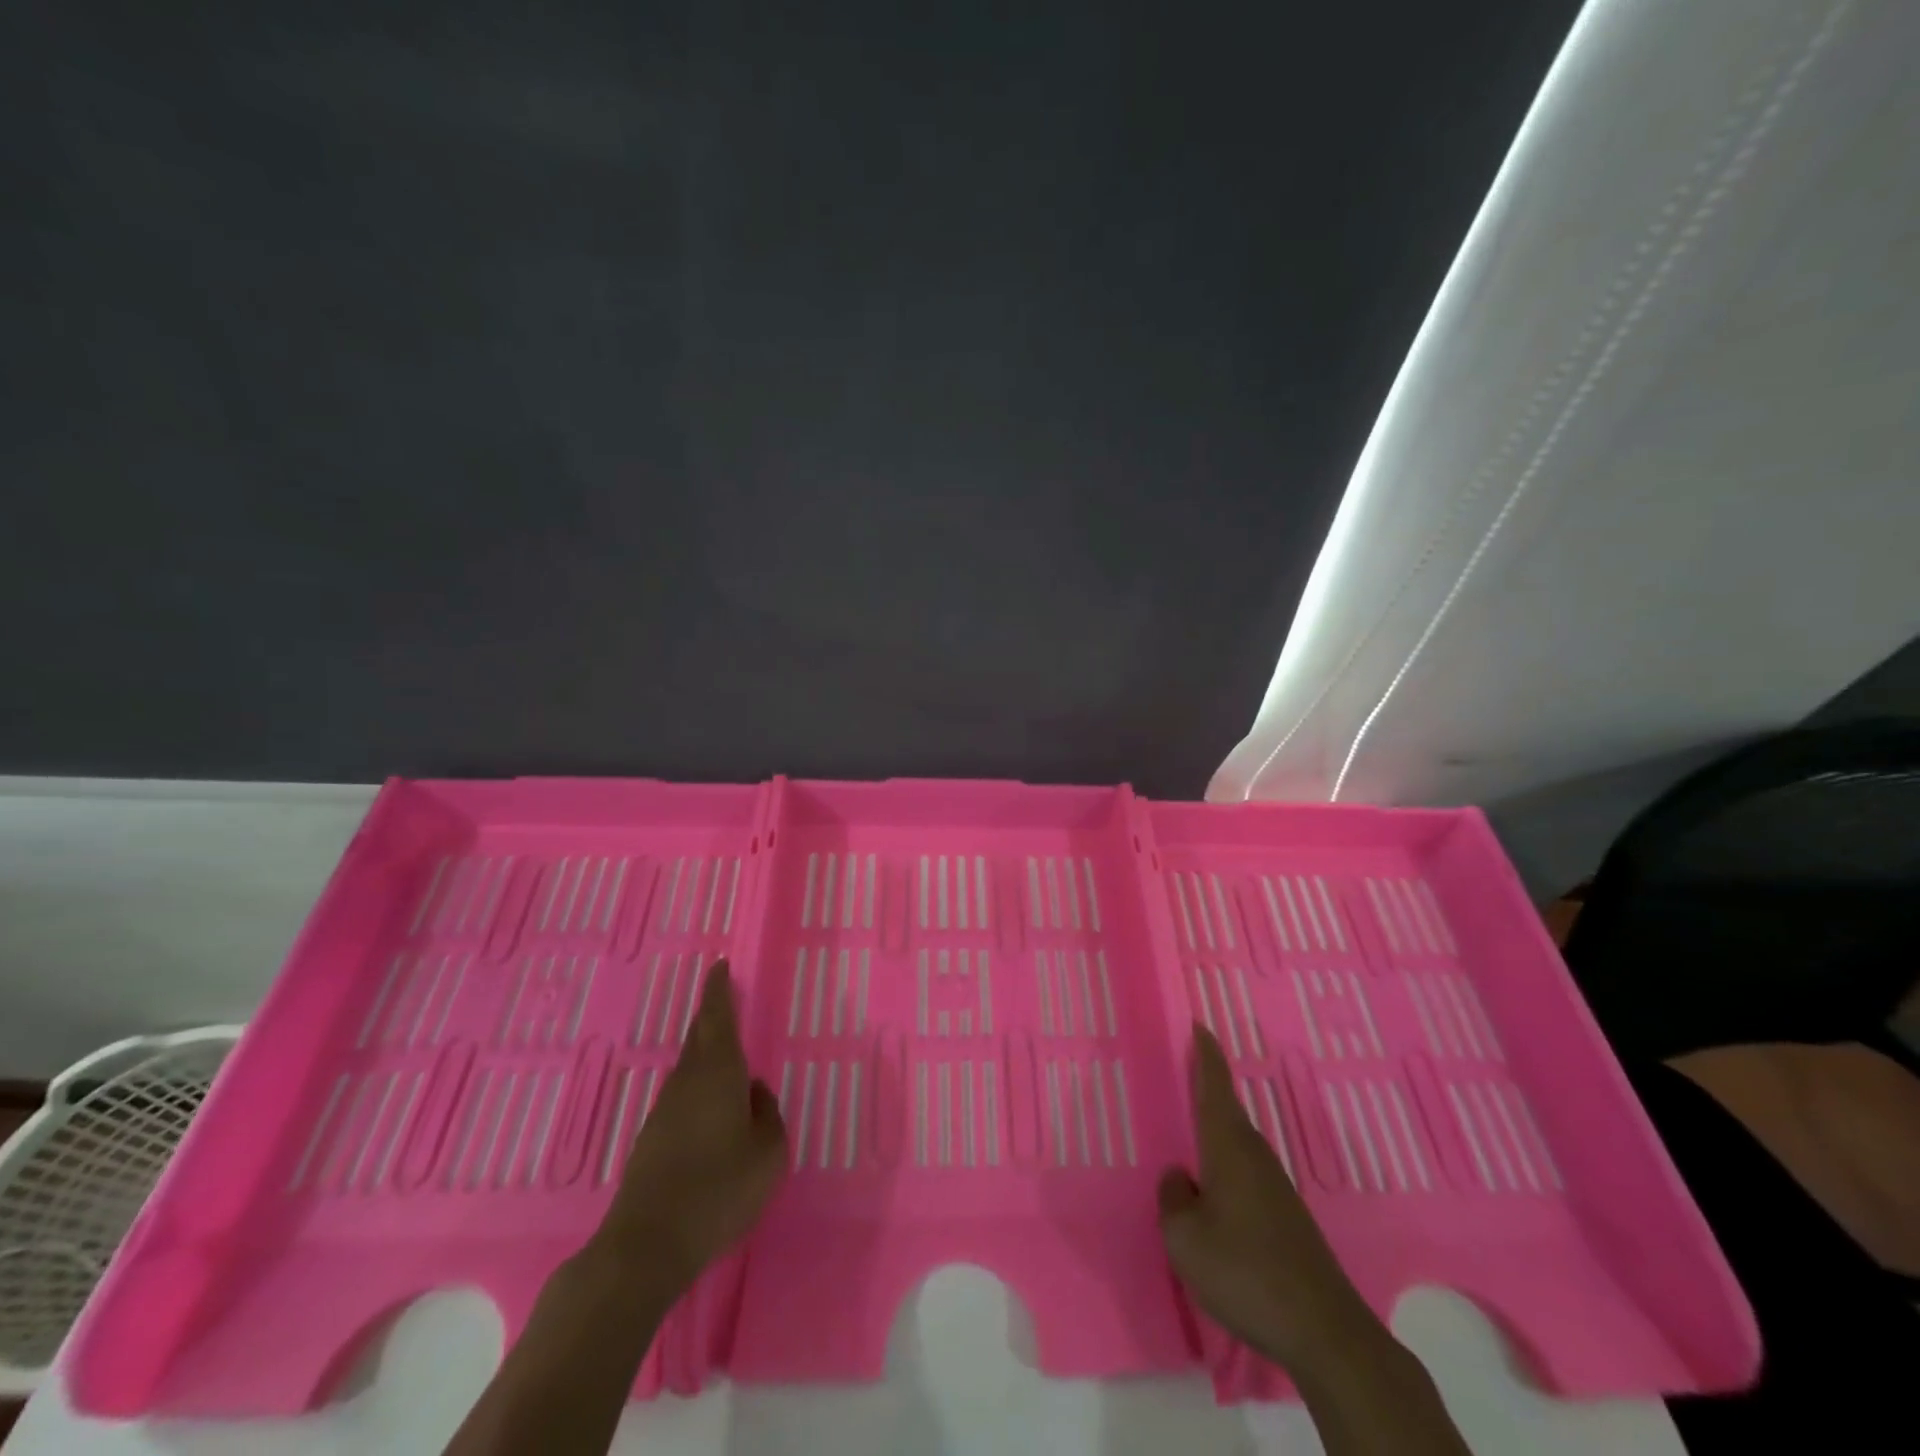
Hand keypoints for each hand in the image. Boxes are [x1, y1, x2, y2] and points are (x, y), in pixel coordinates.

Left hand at [593, 961, 787, 1303]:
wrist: (647, 1245)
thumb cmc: (719, 1189)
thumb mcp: (768, 1152)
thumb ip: (767, 1115)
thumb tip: (754, 1092)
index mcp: (718, 1073)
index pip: (718, 1017)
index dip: (719, 990)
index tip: (719, 966)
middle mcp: (687, 1082)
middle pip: (700, 1038)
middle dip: (712, 1017)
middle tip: (724, 1001)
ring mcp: (664, 1112)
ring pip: (690, 1069)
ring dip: (707, 1055)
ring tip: (728, 1058)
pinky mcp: (652, 1141)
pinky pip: (683, 1097)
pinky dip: (699, 1088)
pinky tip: (712, 1112)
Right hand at [1157, 1025, 1381, 1373]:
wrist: (1324, 1331)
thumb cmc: (1245, 1271)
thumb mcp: (1184, 1238)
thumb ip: (1172, 1200)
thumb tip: (1179, 1177)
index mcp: (1229, 1147)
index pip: (1215, 1087)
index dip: (1206, 1054)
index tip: (1199, 1024)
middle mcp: (1255, 1156)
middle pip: (1227, 1112)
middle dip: (1205, 1090)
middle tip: (1180, 1075)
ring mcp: (1275, 1187)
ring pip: (1236, 1145)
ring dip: (1214, 1133)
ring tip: (1188, 1134)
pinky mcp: (1286, 1218)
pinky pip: (1246, 1174)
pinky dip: (1225, 1167)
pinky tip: (1213, 1193)